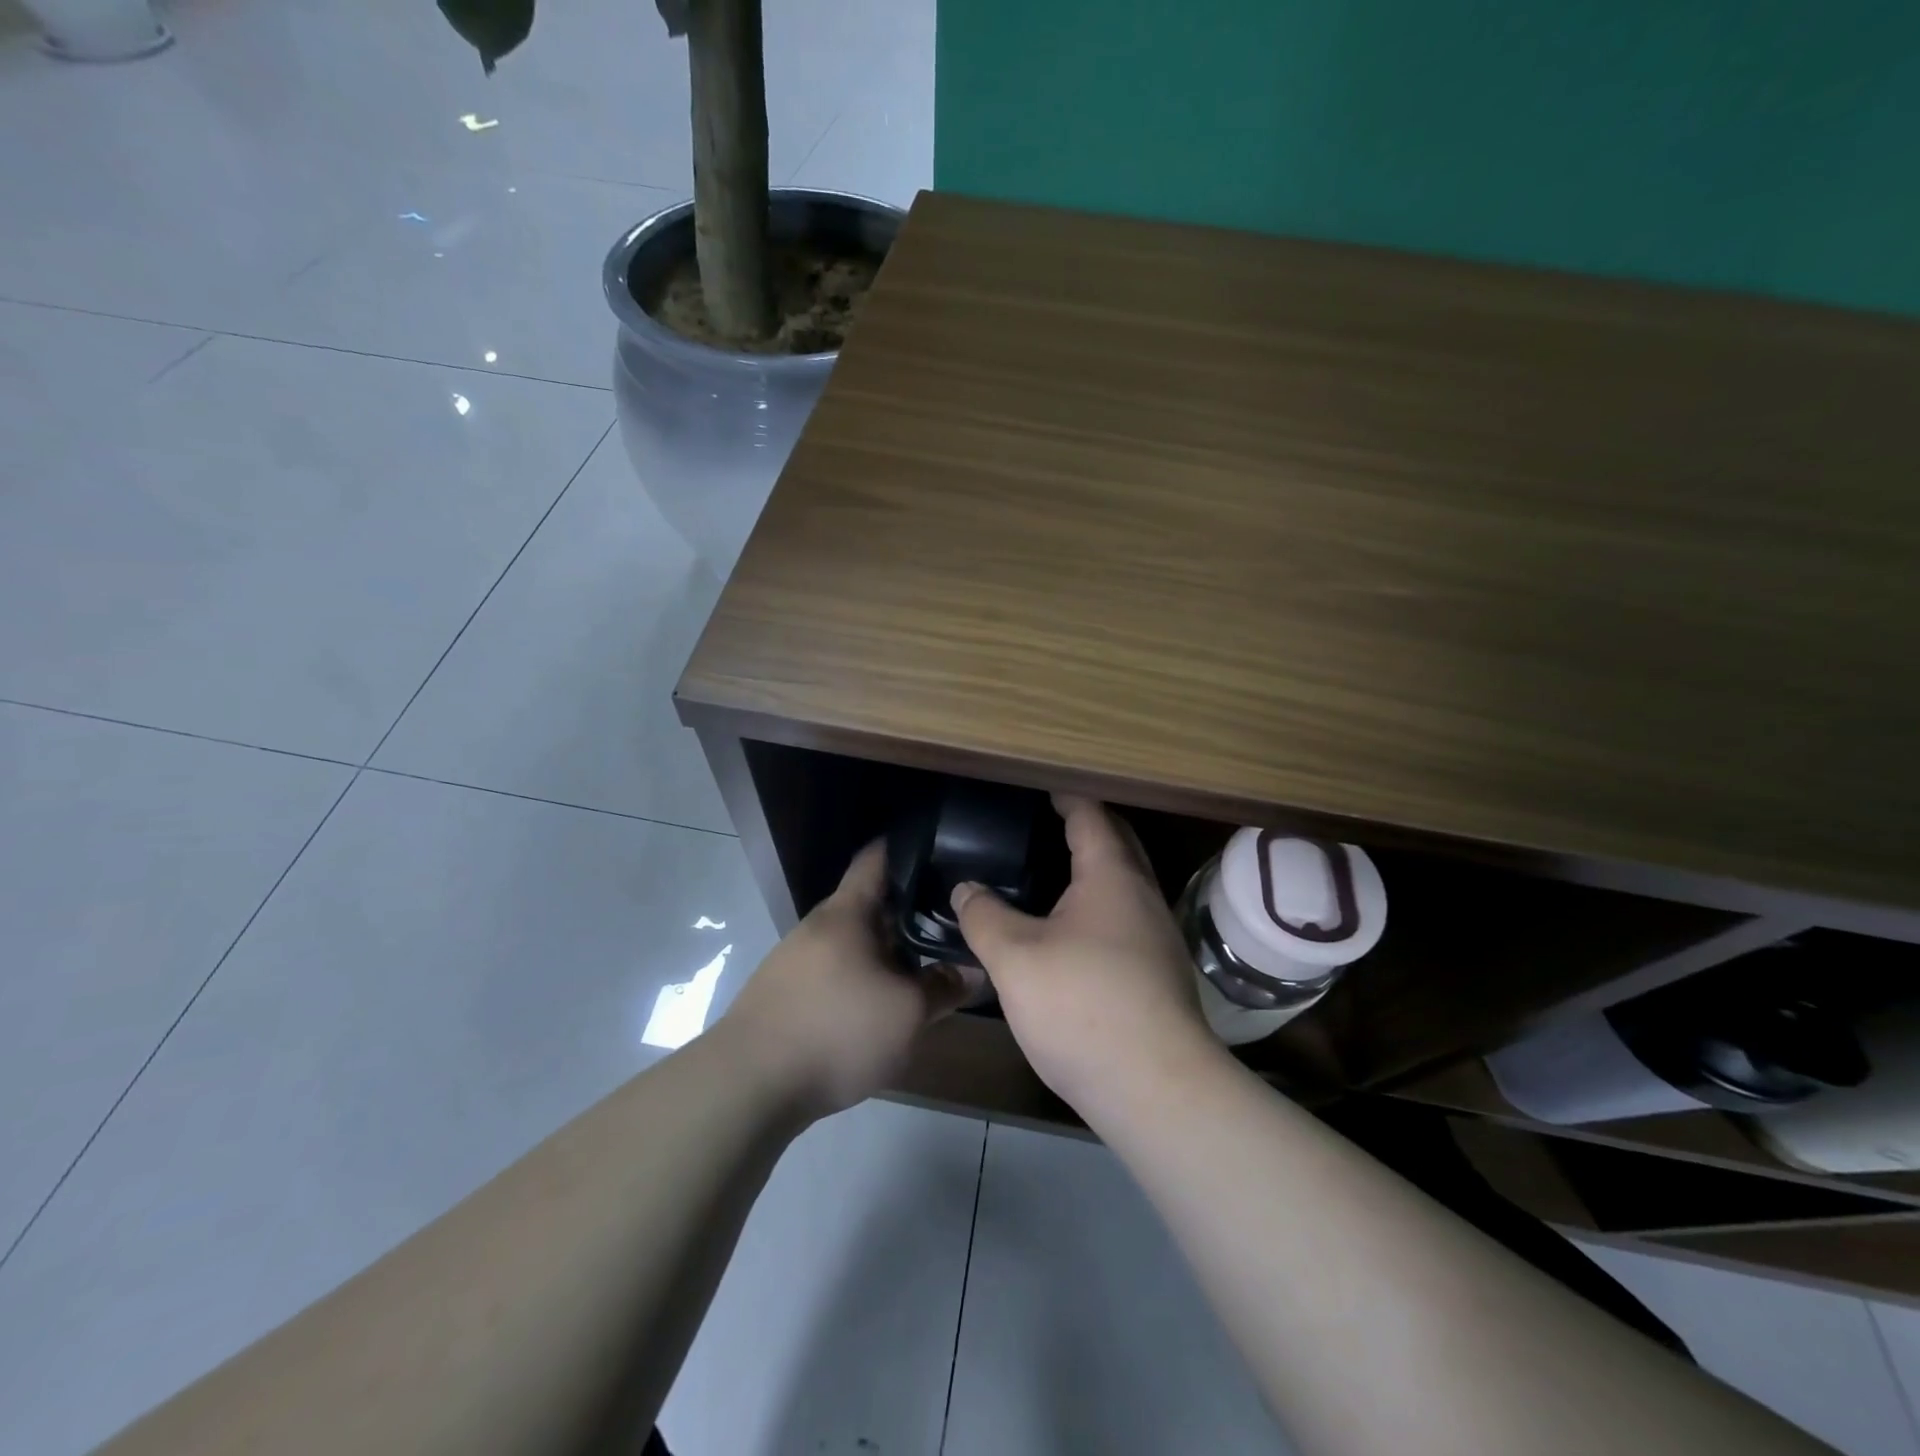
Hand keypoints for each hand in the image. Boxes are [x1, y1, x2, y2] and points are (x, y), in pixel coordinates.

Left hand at [721, 841, 966, 1118]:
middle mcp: (818, 926)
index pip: (876, 859)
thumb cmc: (837, 1030)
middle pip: (868, 904)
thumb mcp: (906, 1013)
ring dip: (884, 951)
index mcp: (847, 913)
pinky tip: (878, 1005)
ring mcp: (795, 959)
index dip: (907, 848)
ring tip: (921, 966)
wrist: (749, 1085)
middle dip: (907, 911)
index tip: (940, 850)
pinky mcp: (784, 993)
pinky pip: (834, 971)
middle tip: (948, 922)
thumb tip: (977, 971)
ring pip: (852, 942)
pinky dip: (860, 977)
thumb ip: (944, 988)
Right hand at [951, 795, 1218, 1113]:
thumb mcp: (1015, 958)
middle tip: (1045, 823)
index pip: (1091, 816)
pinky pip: (1125, 917)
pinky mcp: (1159, 972)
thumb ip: (984, 916)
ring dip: (1094, 869)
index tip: (1043, 788)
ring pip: (1124, 884)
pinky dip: (1099, 905)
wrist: (1155, 1088)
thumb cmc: (1082, 1006)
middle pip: (1117, 843)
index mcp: (1111, 876)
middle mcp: (1142, 896)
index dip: (1066, 797)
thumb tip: (965, 889)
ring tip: (1051, 873)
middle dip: (1086, 827)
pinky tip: (1071, 930)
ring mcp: (1157, 936)